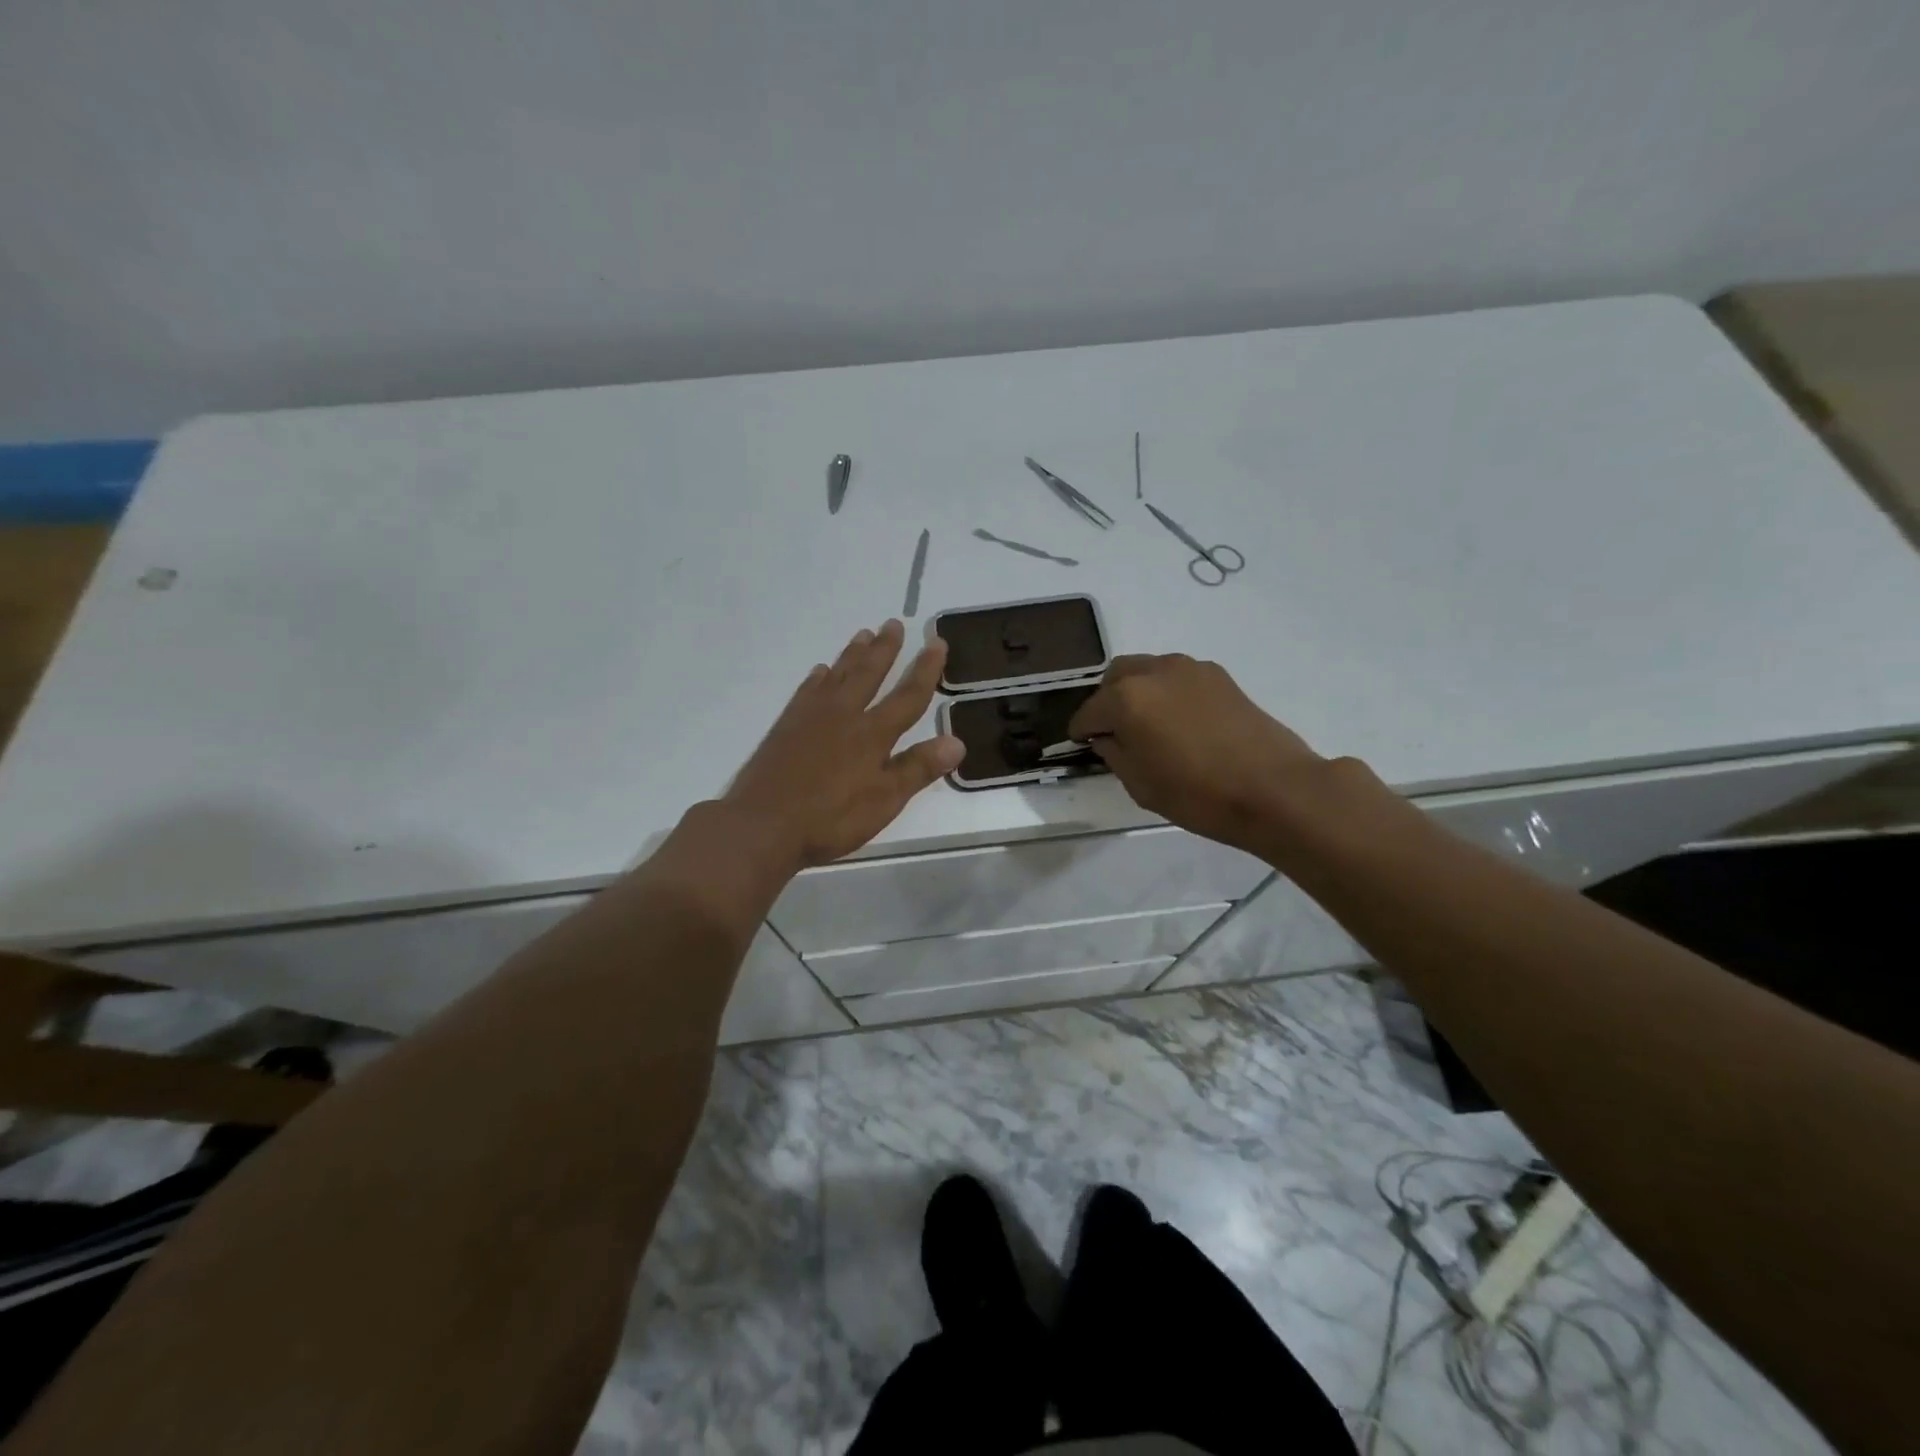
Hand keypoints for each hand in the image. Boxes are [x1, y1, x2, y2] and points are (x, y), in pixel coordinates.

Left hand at [724, 620, 964, 868]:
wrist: (763, 824)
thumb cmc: (830, 818)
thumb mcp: (884, 801)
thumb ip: (918, 769)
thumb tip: (957, 740)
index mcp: (873, 734)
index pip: (908, 696)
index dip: (925, 670)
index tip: (936, 642)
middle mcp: (844, 715)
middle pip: (869, 674)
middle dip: (885, 649)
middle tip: (893, 623)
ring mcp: (811, 717)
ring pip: (838, 675)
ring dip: (853, 654)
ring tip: (863, 634)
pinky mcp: (786, 726)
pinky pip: (807, 691)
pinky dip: (818, 678)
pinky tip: (820, 672)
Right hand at [1068, 654, 1332, 856]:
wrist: (1275, 789)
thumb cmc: (1198, 794)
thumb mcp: (1140, 785)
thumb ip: (1114, 753)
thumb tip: (1107, 738)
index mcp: (1126, 698)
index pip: (1088, 712)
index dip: (1081, 731)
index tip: (1082, 745)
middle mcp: (1154, 671)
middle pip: (1115, 677)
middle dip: (1107, 701)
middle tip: (1114, 732)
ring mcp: (1190, 668)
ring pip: (1147, 670)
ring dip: (1137, 692)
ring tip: (1148, 725)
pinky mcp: (1219, 676)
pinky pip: (1177, 677)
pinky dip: (1167, 692)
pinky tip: (1179, 722)